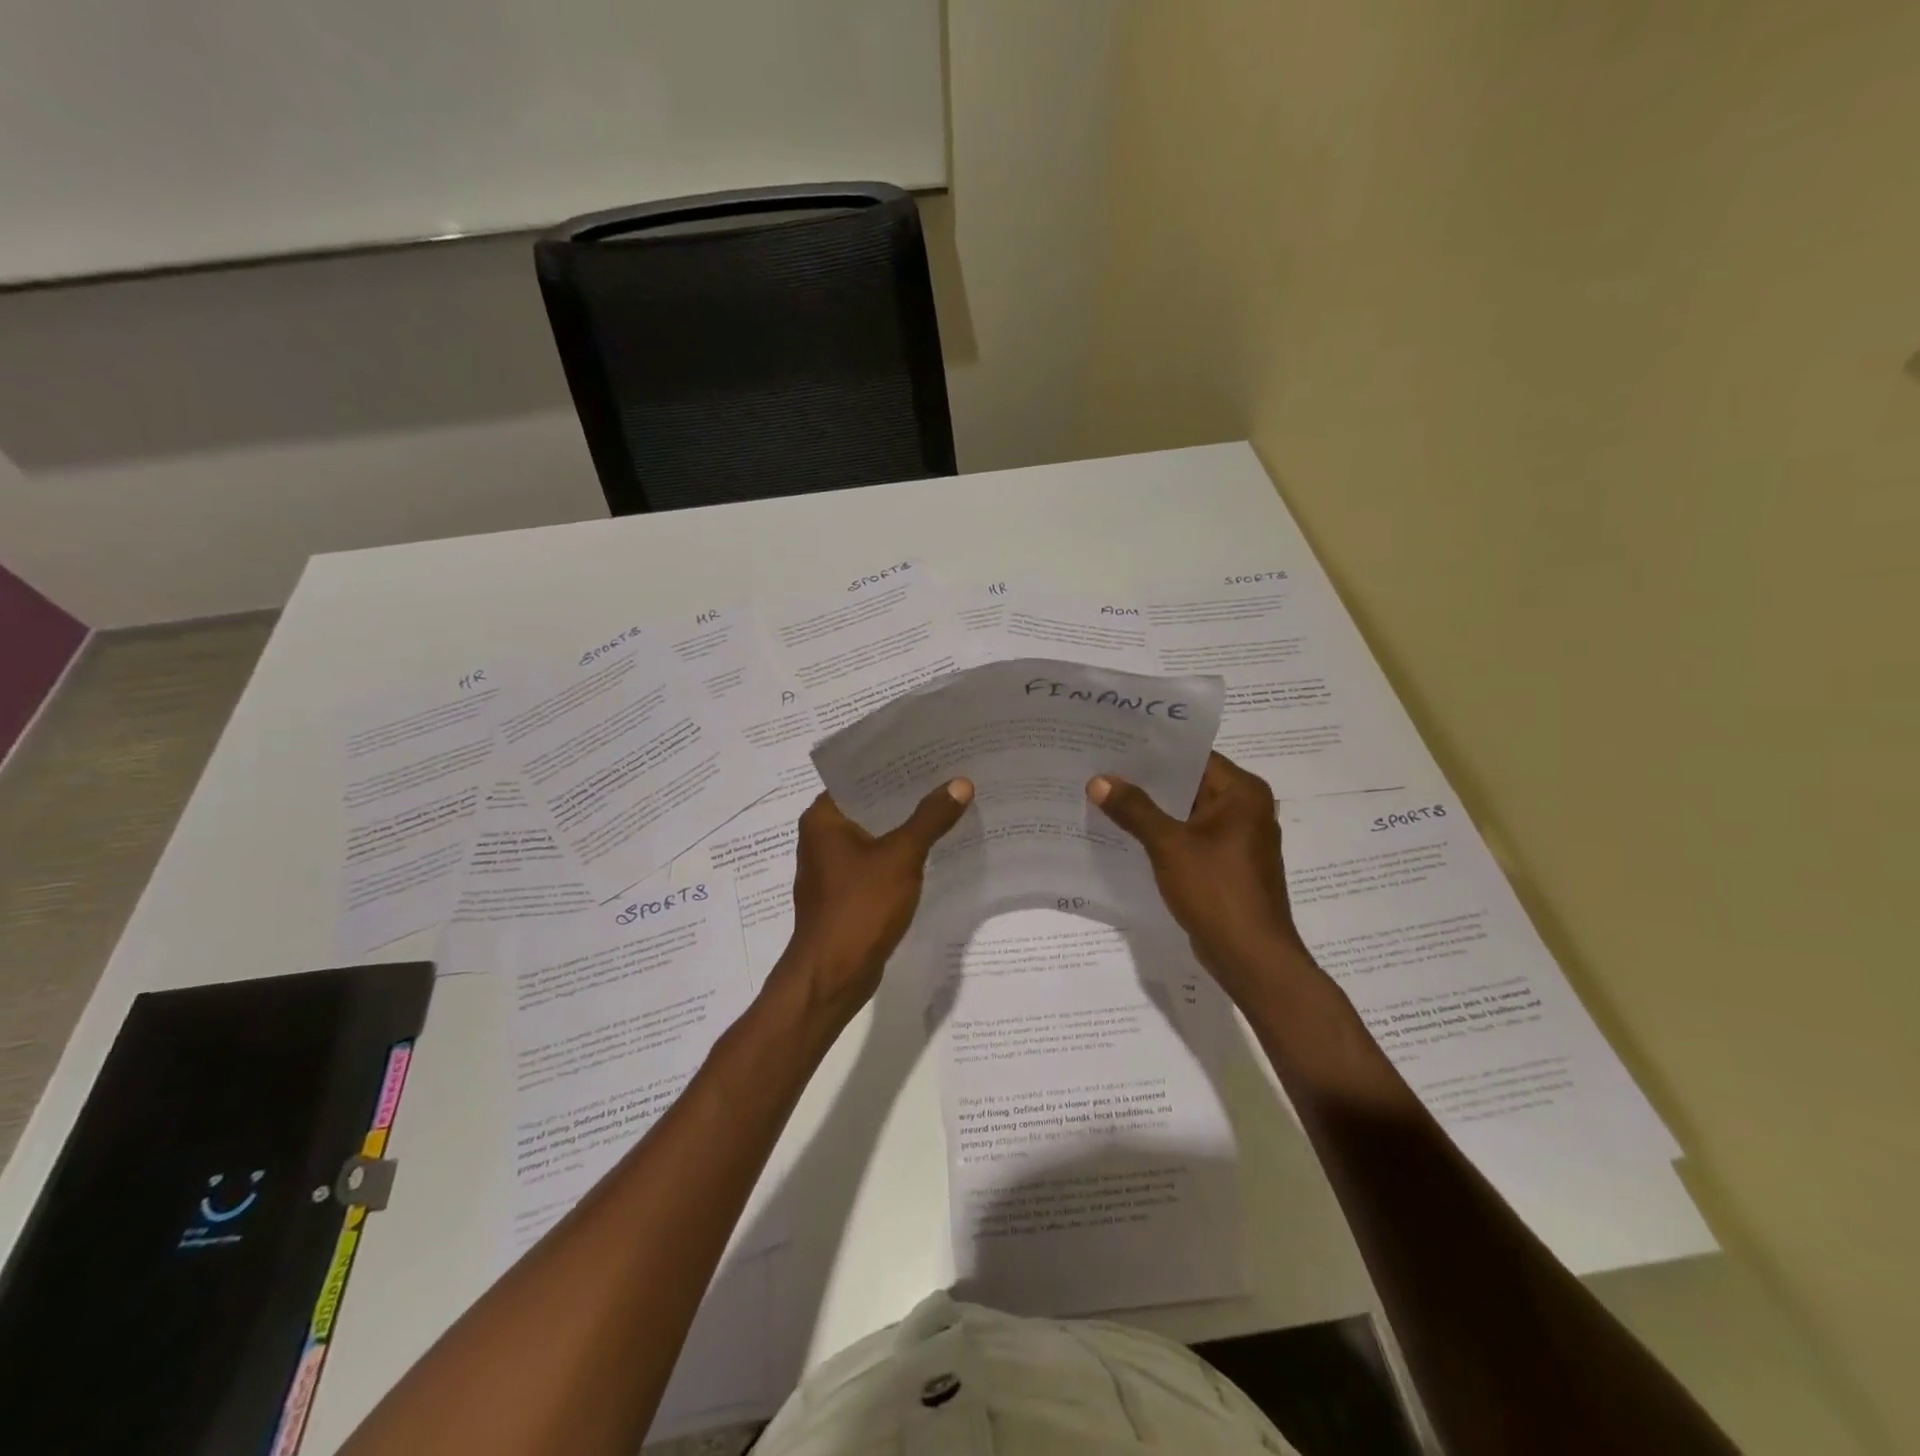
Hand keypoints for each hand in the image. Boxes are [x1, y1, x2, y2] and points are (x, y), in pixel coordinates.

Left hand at [776, 779, 973, 1026]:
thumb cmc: (859, 908)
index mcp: (823, 818)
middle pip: (869, 804)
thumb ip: (930, 819)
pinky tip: (932, 848)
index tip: (930, 753)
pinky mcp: (845, 892)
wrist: (833, 976)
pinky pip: (876, 861)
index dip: (894, 764)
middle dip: (907, 795)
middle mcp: (821, 836)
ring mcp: (832, 867)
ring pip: (874, 834)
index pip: (859, 776)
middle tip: (948, 776)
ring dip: (905, 825)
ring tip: (946, 806)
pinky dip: (900, 853)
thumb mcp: (901, 857)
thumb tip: (960, 783)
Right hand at [1088, 752, 1308, 999]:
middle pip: (1190, 783)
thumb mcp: (1169, 845)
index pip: (1194, 757)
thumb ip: (1134, 809)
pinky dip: (1164, 835)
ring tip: (1107, 797)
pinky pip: (1191, 838)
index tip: (1115, 744)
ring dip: (1153, 810)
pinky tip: (1128, 834)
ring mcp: (1238, 839)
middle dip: (1148, 781)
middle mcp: (1246, 809)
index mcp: (1243, 793)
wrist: (1251, 957)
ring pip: (1188, 813)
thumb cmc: (1217, 891)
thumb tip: (1099, 780)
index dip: (1154, 751)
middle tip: (1102, 769)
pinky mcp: (1228, 865)